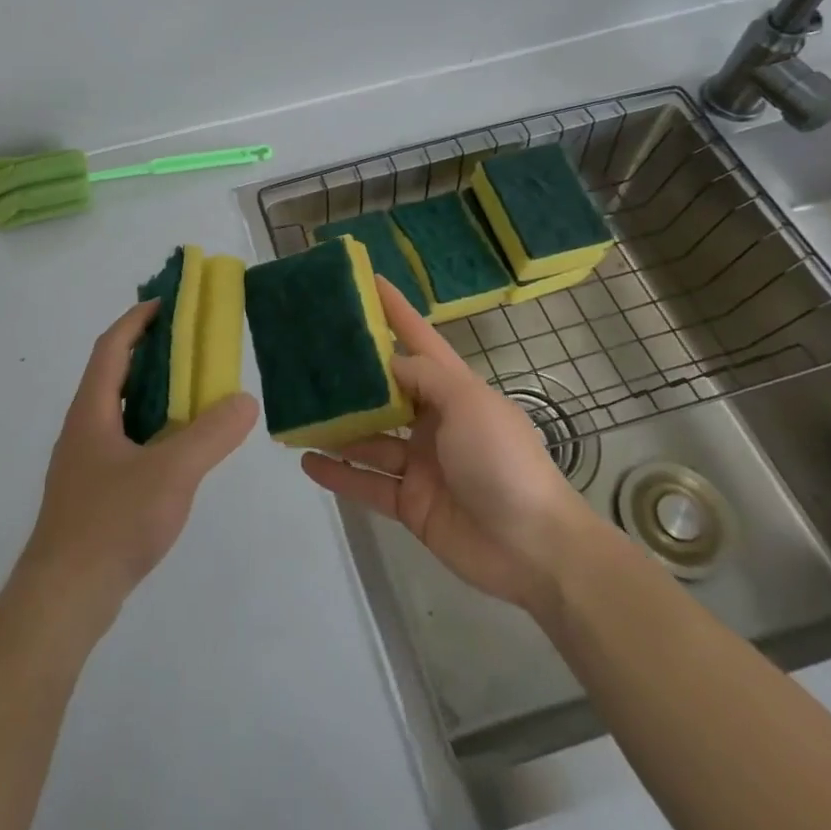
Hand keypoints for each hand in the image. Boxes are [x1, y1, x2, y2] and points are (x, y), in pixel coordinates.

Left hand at [21, 301, 258, 616]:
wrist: (63, 600)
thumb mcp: (171, 473)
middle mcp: (82, 428)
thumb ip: (211, 435)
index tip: (167, 303)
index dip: (138, 320)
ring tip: (191, 393)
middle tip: (190, 345)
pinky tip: (176, 452)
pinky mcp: (91, 493)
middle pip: (114, 374)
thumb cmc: (111, 523)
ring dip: (150, 393)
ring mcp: (84, 463)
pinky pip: (123, 442)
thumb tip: (244, 400)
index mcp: (92, 411)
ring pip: (118, 411)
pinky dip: (150, 429)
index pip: (112, 347)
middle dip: (149, 353)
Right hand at [302, 278, 590, 610]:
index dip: (394, 310)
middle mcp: (433, 421)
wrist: (534, 549)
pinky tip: (306, 461)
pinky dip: (339, 474)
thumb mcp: (468, 403)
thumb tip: (386, 362)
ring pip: (368, 437)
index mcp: (453, 389)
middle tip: (306, 353)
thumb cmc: (503, 461)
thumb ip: (423, 377)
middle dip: (350, 375)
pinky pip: (367, 483)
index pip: (417, 339)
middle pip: (384, 391)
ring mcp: (420, 463)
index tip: (365, 280)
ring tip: (296, 410)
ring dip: (336, 427)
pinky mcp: (410, 502)